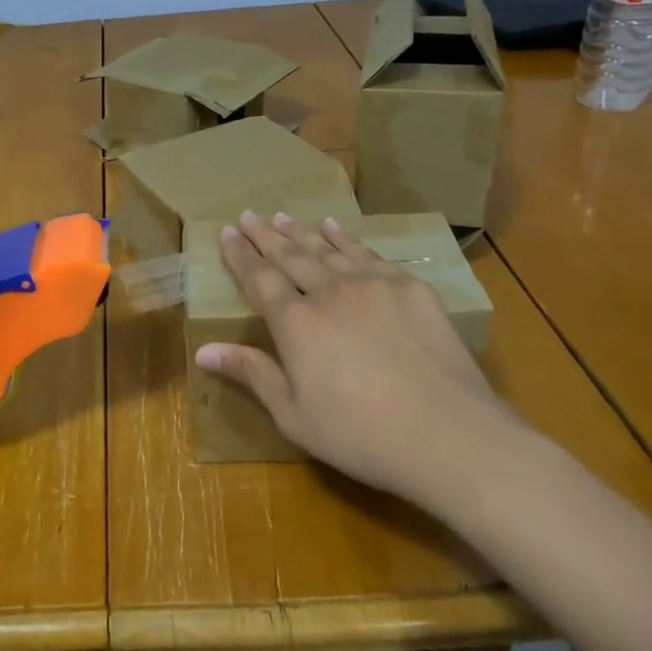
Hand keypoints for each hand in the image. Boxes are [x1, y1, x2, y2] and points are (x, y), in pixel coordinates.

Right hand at [194, 211, 512, 504]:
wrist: (448, 435)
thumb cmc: (361, 435)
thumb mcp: (294, 415)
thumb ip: (252, 374)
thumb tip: (202, 350)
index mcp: (295, 323)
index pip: (258, 278)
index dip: (240, 254)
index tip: (228, 232)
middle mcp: (329, 292)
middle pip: (290, 255)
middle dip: (266, 235)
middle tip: (249, 214)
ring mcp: (372, 285)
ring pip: (327, 250)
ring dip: (301, 232)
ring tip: (283, 216)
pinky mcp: (409, 288)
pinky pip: (369, 254)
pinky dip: (346, 238)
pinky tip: (335, 228)